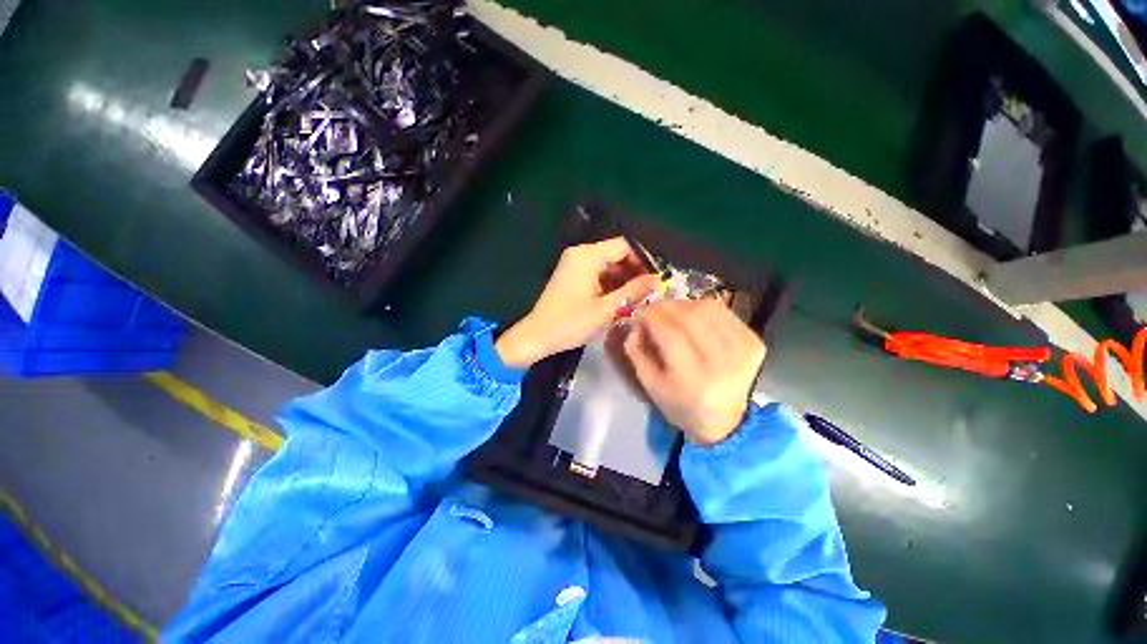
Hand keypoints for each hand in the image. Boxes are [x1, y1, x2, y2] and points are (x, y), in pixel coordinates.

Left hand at [496, 238, 660, 368]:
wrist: (536, 336)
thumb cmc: (570, 323)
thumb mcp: (606, 309)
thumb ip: (633, 291)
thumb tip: (657, 280)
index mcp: (587, 256)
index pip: (623, 246)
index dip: (642, 260)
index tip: (654, 279)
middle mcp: (579, 254)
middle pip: (615, 254)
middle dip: (633, 271)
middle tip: (648, 292)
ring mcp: (573, 264)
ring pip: (606, 265)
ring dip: (622, 279)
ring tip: (637, 298)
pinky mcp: (570, 276)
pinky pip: (596, 273)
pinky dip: (609, 283)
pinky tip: (619, 299)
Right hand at [623, 299, 766, 445]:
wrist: (723, 421)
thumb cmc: (680, 404)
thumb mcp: (648, 383)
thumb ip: (636, 350)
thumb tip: (638, 321)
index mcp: (695, 381)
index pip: (670, 334)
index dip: (651, 317)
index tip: (639, 313)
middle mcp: (724, 364)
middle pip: (690, 316)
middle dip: (665, 307)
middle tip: (652, 310)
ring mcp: (744, 351)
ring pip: (707, 308)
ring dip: (682, 305)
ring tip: (671, 314)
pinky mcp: (755, 342)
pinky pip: (723, 311)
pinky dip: (702, 308)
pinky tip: (692, 318)